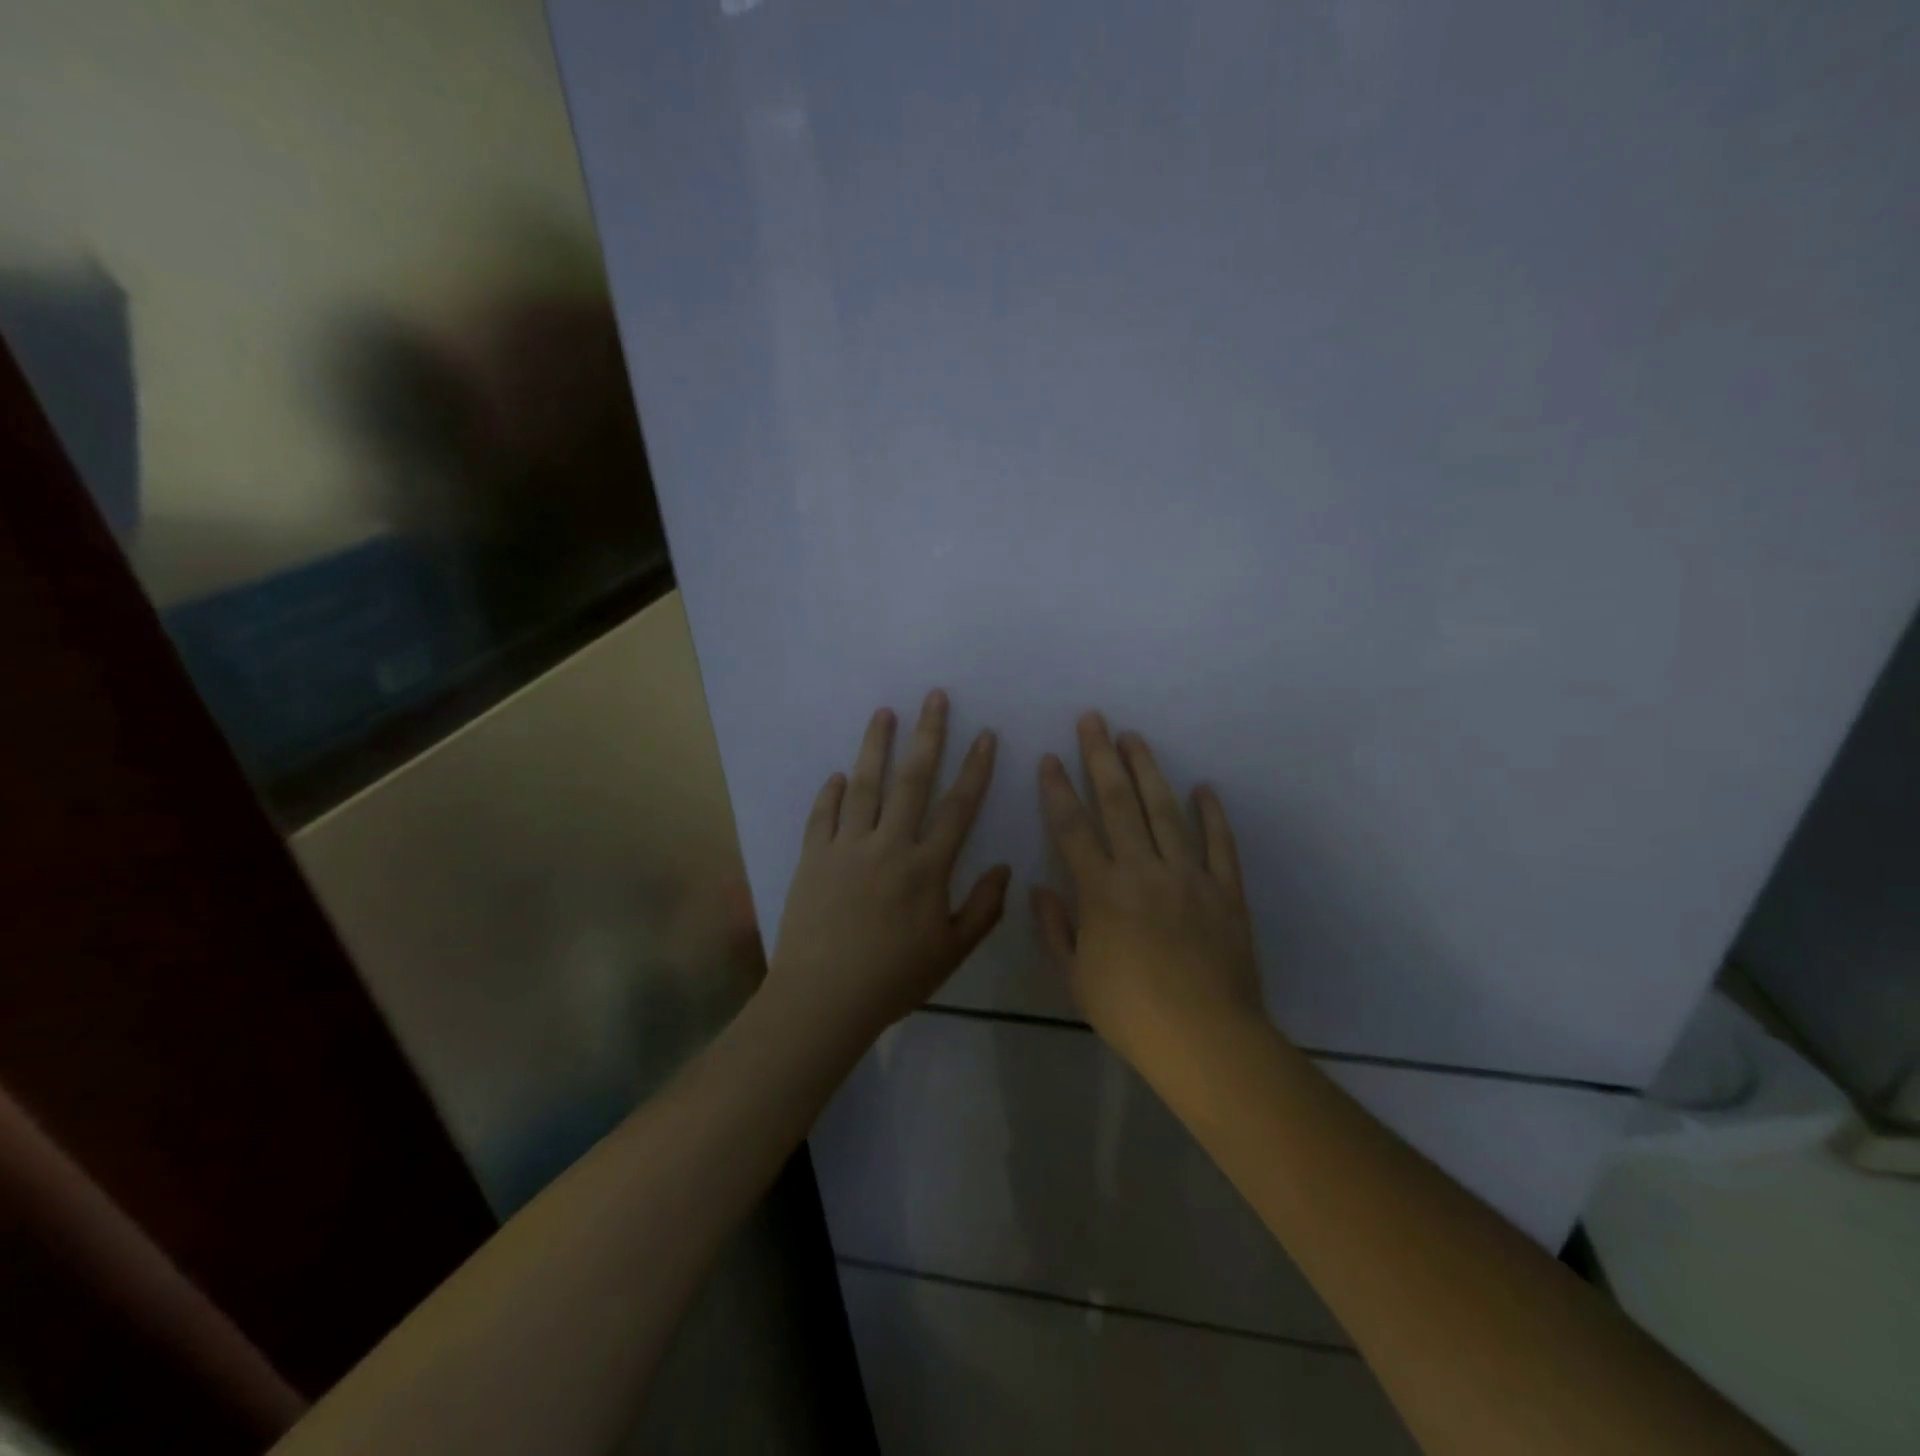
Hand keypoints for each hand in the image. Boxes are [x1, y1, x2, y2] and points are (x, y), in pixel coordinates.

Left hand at [766, 691, 1009, 1044]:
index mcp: (926, 867)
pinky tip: (838, 776)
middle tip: (934, 697)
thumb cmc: (894, 979)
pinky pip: (823, 815)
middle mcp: (889, 845)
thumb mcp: (951, 952)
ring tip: (884, 713)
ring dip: (876, 746)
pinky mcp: (814, 857)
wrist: (823, 998)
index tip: (986, 735)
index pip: (959, 807)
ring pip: (865, 785)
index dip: (976, 769)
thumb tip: (1005, 868)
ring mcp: (847, 847)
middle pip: (912, 779)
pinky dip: (832, 792)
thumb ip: (983, 909)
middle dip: (928, 734)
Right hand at [1034, 713, 1264, 1074]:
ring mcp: (1188, 875)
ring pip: (1165, 811)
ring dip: (1148, 771)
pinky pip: (1219, 843)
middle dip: (1101, 757)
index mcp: (1101, 890)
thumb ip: (1056, 928)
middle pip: (1118, 803)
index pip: (1072, 828)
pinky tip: (1204, 787)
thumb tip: (1040, 888)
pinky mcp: (1225, 890)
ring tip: (1135, 737)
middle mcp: (1142, 869)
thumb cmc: (1130, 1012)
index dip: (1058, 790)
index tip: (1050, 758)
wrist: (1206, 1039)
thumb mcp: (1075, 977)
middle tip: (1093, 719)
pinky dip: (1212, 814)